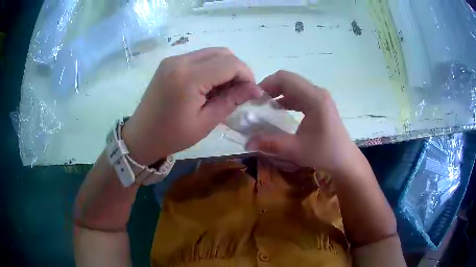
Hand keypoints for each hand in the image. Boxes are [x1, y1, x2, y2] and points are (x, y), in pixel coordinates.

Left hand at [122, 48, 260, 164]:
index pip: (230, 64)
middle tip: (239, 91)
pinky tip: (208, 85)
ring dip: (224, 67)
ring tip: (224, 90)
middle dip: (237, 69)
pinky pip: (199, 57)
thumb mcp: (205, 122)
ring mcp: (173, 59)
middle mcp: (180, 61)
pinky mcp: (170, 62)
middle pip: (222, 53)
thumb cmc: (172, 135)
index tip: (251, 92)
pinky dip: (211, 67)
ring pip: (211, 53)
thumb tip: (255, 89)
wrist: (141, 136)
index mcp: (188, 77)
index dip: (246, 75)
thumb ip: (231, 101)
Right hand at [246, 70, 360, 174]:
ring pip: (294, 84)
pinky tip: (278, 108)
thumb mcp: (296, 150)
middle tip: (256, 102)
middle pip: (288, 79)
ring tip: (264, 105)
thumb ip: (271, 143)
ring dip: (278, 91)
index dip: (266, 84)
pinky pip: (299, 93)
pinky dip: (286, 97)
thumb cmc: (324, 153)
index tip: (253, 98)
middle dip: (270, 87)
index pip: (285, 79)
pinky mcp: (320, 102)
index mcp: (314, 99)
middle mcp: (317, 92)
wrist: (344, 159)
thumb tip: (247, 142)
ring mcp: (320, 96)